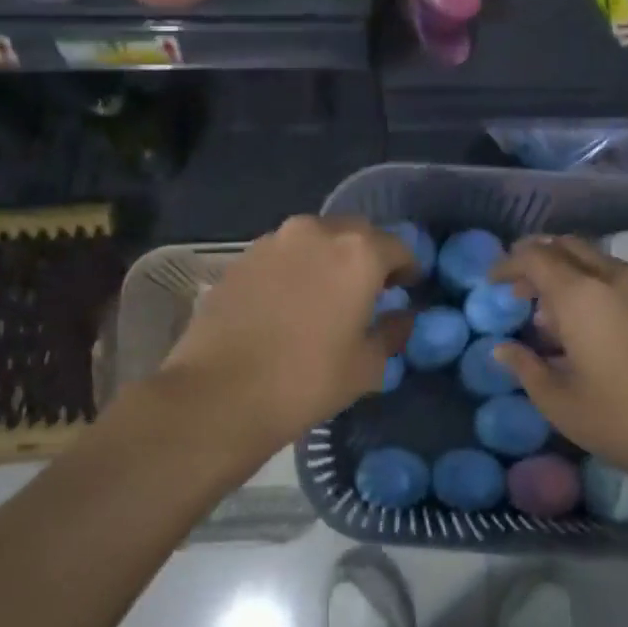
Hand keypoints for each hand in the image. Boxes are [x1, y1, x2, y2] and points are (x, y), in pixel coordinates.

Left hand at [158, 216, 414, 455]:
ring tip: (325, 296)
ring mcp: (273, 241)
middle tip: (368, 291)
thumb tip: (401, 318)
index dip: (408, 269)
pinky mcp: (241, 258)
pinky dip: (294, 270)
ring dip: (327, 260)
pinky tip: (288, 303)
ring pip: (314, 240)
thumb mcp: (366, 366)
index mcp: (357, 253)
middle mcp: (316, 232)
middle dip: (367, 257)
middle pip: (355, 234)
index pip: (398, 247)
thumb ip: (392, 333)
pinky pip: (282, 255)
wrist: (219, 393)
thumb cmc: (306, 380)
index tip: (408, 289)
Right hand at [491, 237, 627, 500]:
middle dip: (539, 260)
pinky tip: (601, 326)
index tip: (493, 281)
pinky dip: (601, 287)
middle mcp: (617, 278)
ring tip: (558, 316)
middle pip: (569, 247)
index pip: (535, 257)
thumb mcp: (560, 403)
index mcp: (582, 296)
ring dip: (572, 275)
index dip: (509, 264)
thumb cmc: (624, 423)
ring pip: (600, 262)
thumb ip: (526, 367)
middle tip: (522, 290)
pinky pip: (627, 280)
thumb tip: (503, 348)